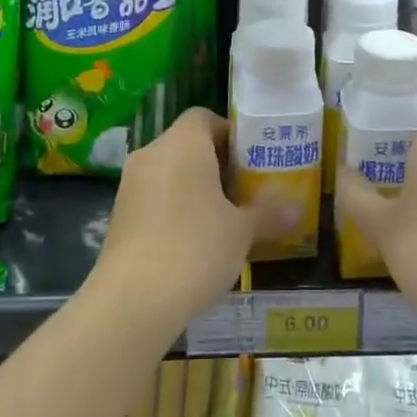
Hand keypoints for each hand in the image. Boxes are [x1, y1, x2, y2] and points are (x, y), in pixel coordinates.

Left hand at [90, 108, 260, 338]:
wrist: (132, 299)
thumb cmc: (195, 248)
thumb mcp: (241, 232)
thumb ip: (268, 214)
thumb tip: (298, 209)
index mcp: (183, 143)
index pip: (205, 117)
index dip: (230, 133)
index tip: (251, 160)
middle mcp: (152, 153)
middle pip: (187, 144)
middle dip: (216, 164)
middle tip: (245, 190)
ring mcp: (129, 184)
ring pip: (168, 172)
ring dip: (194, 188)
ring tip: (223, 219)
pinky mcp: (118, 215)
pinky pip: (153, 198)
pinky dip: (173, 209)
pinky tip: (193, 242)